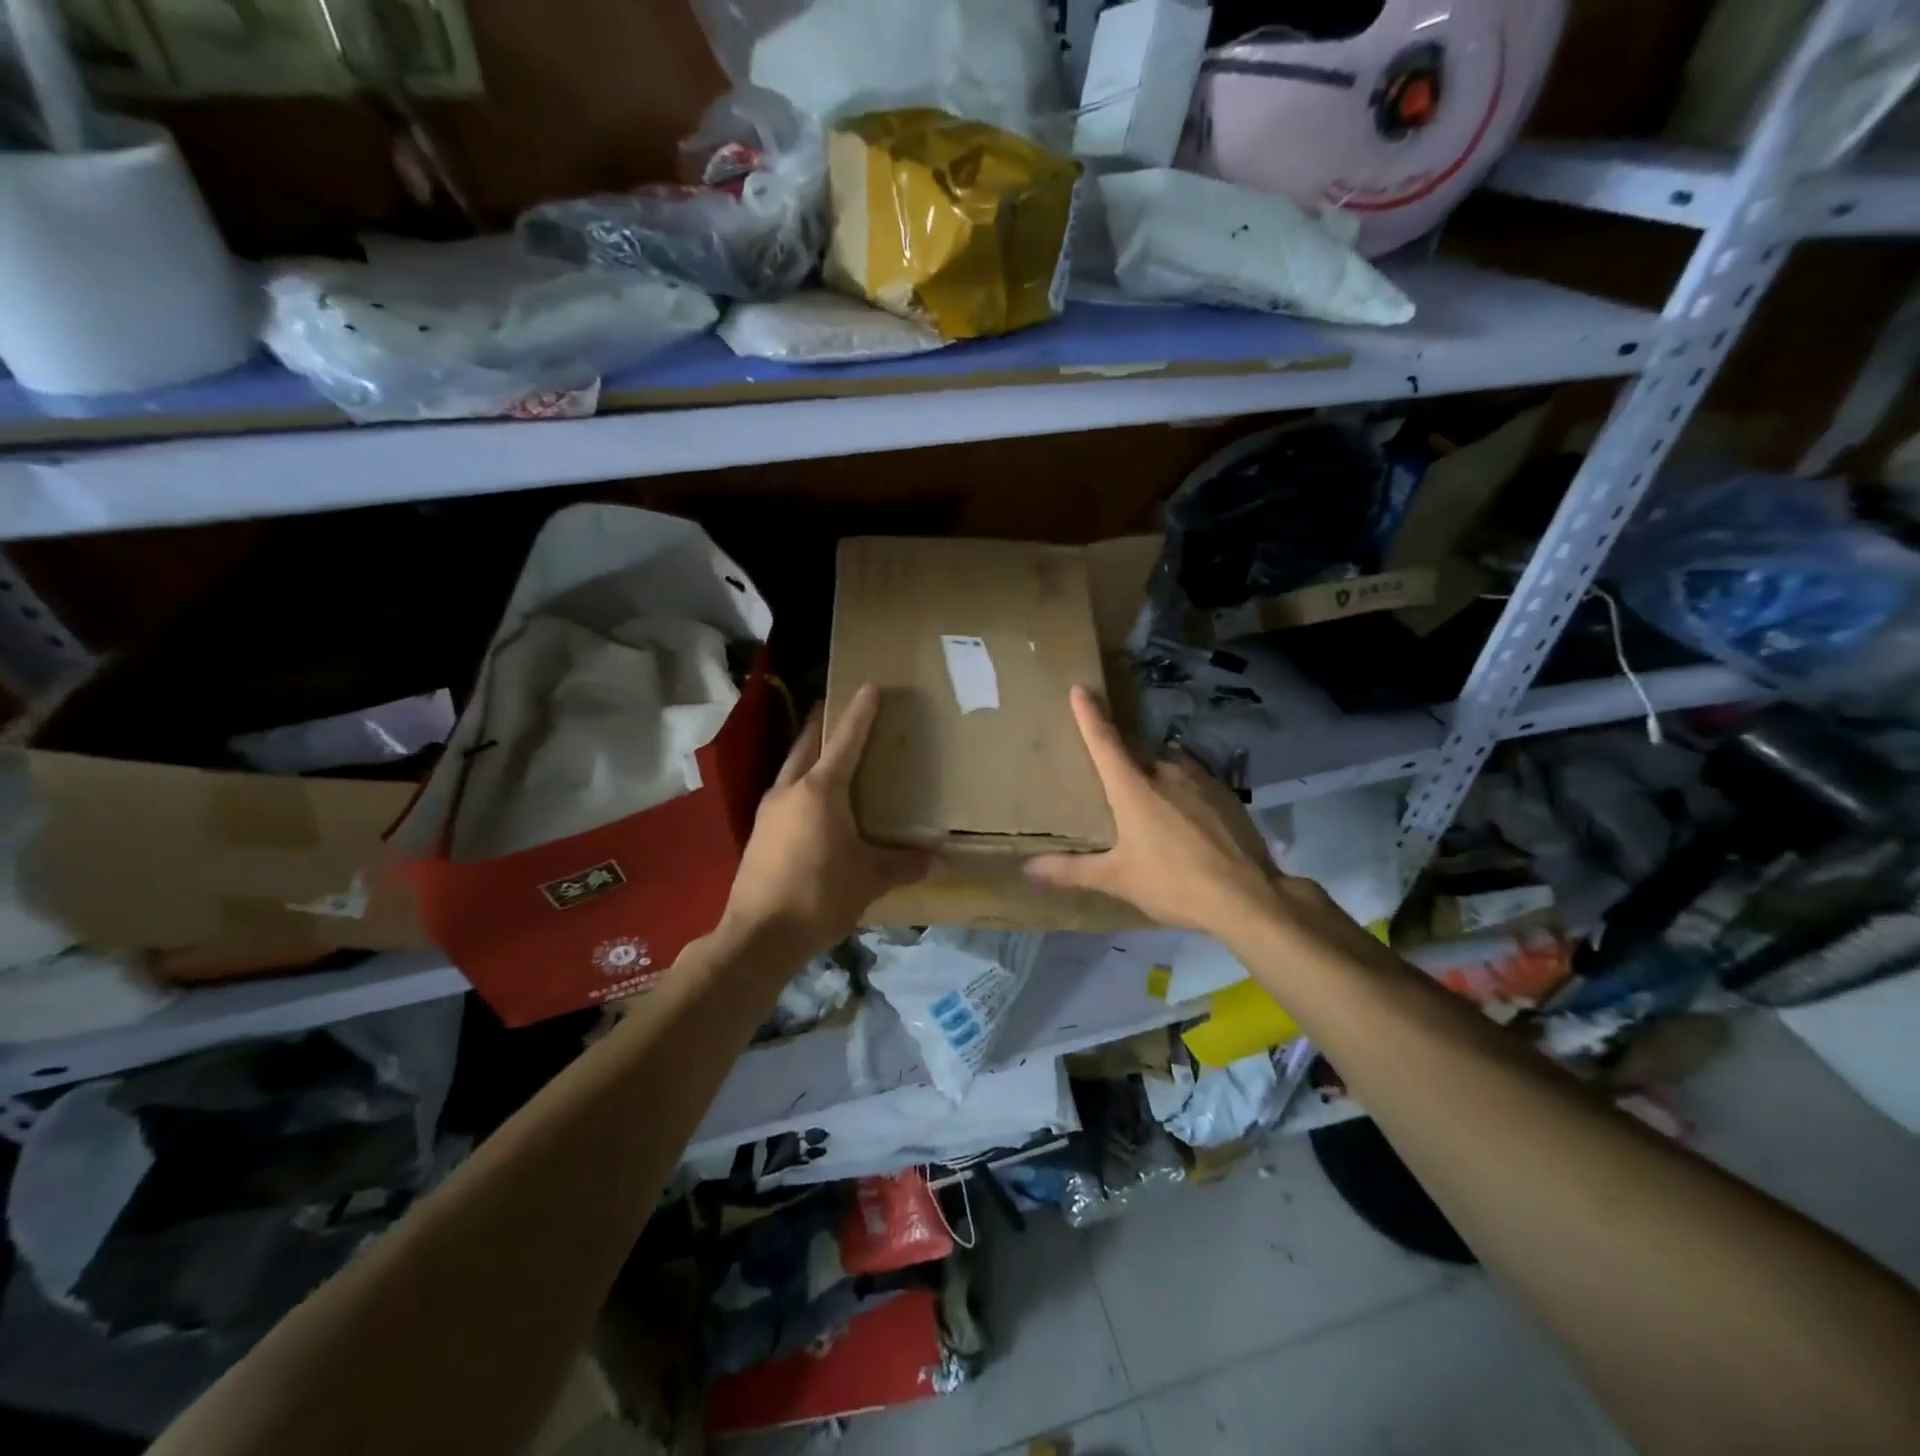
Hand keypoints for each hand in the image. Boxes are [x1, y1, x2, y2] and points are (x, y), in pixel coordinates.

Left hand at [719, 683, 929, 958]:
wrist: (759, 935)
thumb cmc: (820, 896)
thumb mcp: (868, 879)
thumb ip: (901, 864)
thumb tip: (932, 859)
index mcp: (821, 791)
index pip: (846, 741)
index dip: (860, 713)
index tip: (869, 686)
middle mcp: (790, 790)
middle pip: (807, 744)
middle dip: (823, 723)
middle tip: (836, 705)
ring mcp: (768, 811)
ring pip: (791, 767)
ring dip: (808, 752)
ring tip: (826, 750)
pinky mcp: (759, 834)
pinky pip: (784, 793)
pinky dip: (800, 783)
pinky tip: (810, 801)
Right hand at [1024, 686, 1287, 935]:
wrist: (1248, 897)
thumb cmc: (1173, 883)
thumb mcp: (1117, 880)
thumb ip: (1071, 871)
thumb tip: (1028, 868)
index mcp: (1133, 788)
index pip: (1104, 742)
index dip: (1089, 715)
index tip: (1080, 689)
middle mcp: (1166, 772)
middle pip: (1137, 759)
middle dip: (1126, 770)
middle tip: (1118, 796)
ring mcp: (1201, 780)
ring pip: (1169, 770)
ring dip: (1158, 784)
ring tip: (1157, 818)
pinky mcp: (1227, 795)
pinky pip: (1196, 785)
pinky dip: (1186, 798)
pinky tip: (1190, 830)